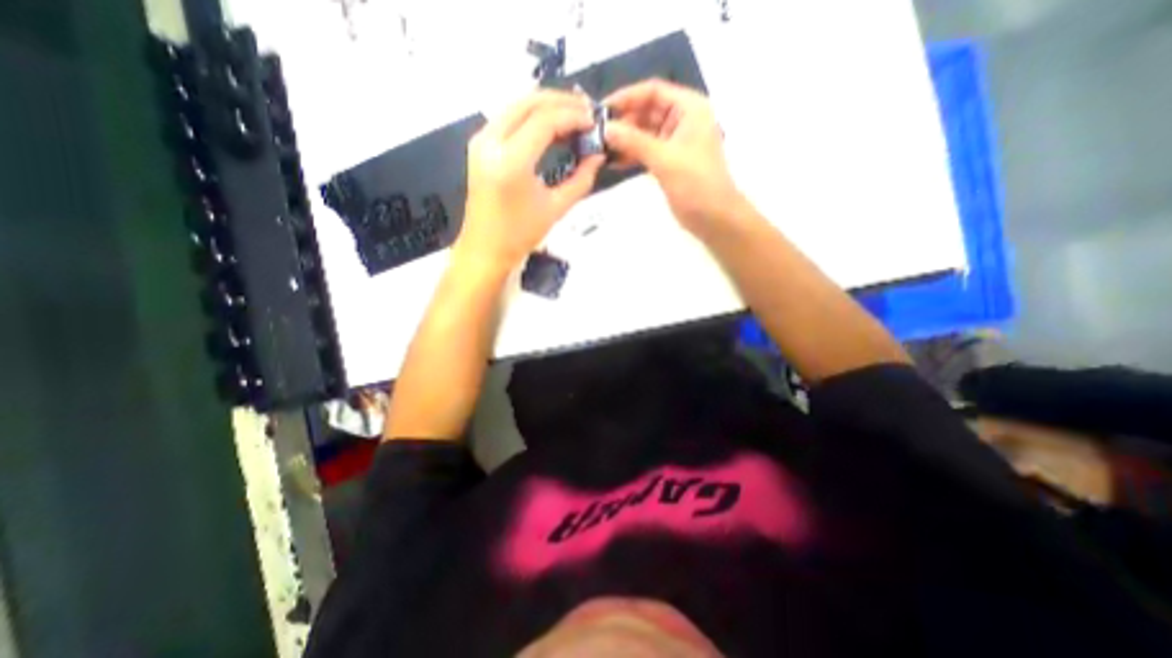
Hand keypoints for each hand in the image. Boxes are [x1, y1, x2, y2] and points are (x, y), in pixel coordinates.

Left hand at [454, 89, 604, 270]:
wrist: (485, 249)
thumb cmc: (520, 235)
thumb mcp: (556, 209)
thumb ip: (581, 179)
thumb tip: (597, 156)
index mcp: (511, 161)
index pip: (545, 121)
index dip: (573, 117)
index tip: (594, 121)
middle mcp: (491, 142)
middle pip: (528, 103)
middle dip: (560, 102)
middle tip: (586, 110)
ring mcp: (481, 141)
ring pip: (516, 105)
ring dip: (546, 106)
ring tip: (572, 116)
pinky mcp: (479, 145)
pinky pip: (508, 118)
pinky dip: (531, 116)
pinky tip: (549, 126)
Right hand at [604, 77, 739, 238]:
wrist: (713, 217)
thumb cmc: (696, 183)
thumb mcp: (664, 159)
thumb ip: (634, 141)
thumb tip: (605, 129)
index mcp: (689, 109)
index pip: (653, 91)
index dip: (627, 97)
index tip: (602, 110)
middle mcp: (682, 120)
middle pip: (647, 111)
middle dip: (623, 122)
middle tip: (597, 135)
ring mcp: (674, 142)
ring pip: (644, 133)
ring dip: (625, 140)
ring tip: (601, 149)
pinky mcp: (668, 162)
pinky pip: (646, 151)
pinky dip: (631, 155)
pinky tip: (613, 162)